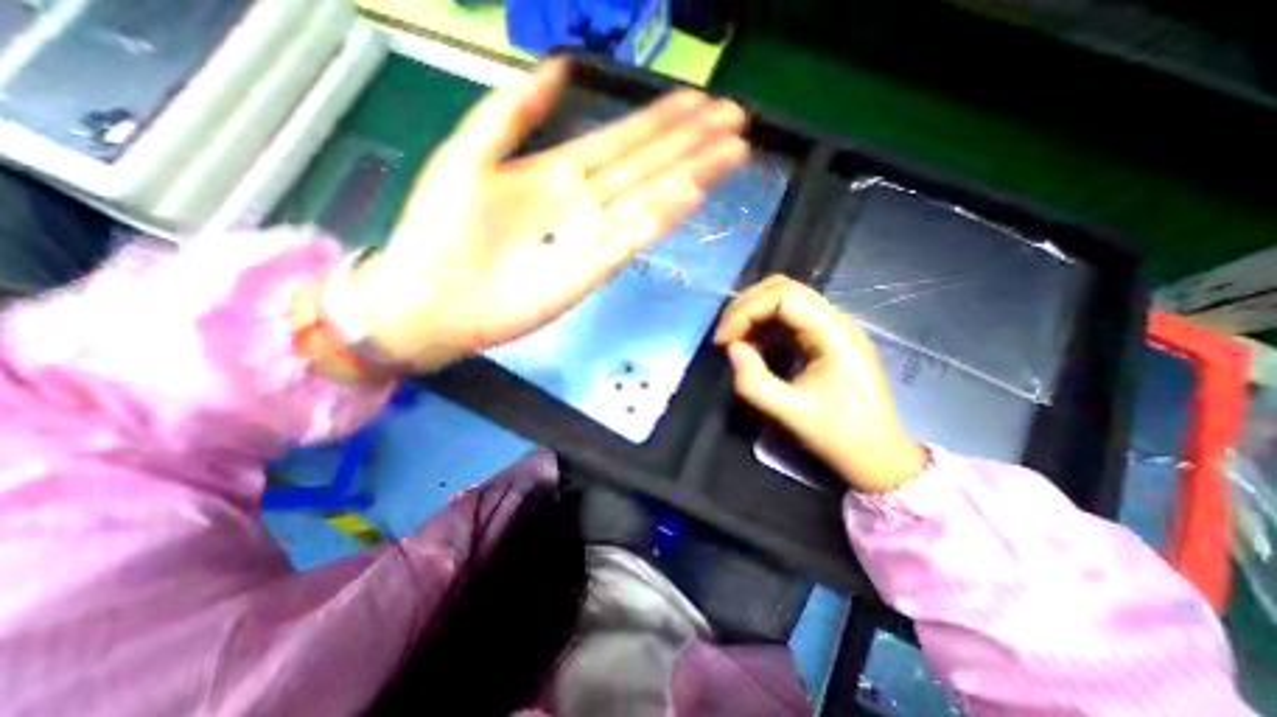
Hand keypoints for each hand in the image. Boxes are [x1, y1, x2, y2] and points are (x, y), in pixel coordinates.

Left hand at [346, 60, 750, 371]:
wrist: (433, 297)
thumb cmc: (441, 229)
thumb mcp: (468, 156)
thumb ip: (512, 114)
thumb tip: (556, 66)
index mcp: (557, 172)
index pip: (621, 140)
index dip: (660, 120)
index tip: (699, 100)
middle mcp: (584, 202)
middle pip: (647, 166)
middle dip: (691, 143)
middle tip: (736, 119)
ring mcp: (592, 237)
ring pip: (650, 199)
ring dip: (691, 176)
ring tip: (731, 152)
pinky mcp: (593, 270)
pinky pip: (633, 238)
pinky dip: (662, 217)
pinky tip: (691, 195)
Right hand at [715, 274, 924, 491]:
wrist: (877, 457)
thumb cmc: (839, 437)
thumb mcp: (790, 413)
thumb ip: (754, 381)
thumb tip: (732, 348)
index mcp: (835, 335)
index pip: (784, 296)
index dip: (747, 311)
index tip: (723, 341)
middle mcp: (836, 322)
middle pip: (784, 289)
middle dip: (746, 307)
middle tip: (724, 336)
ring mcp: (832, 329)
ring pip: (785, 300)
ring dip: (754, 315)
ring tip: (733, 342)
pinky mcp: (825, 341)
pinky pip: (788, 320)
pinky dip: (764, 328)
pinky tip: (752, 349)